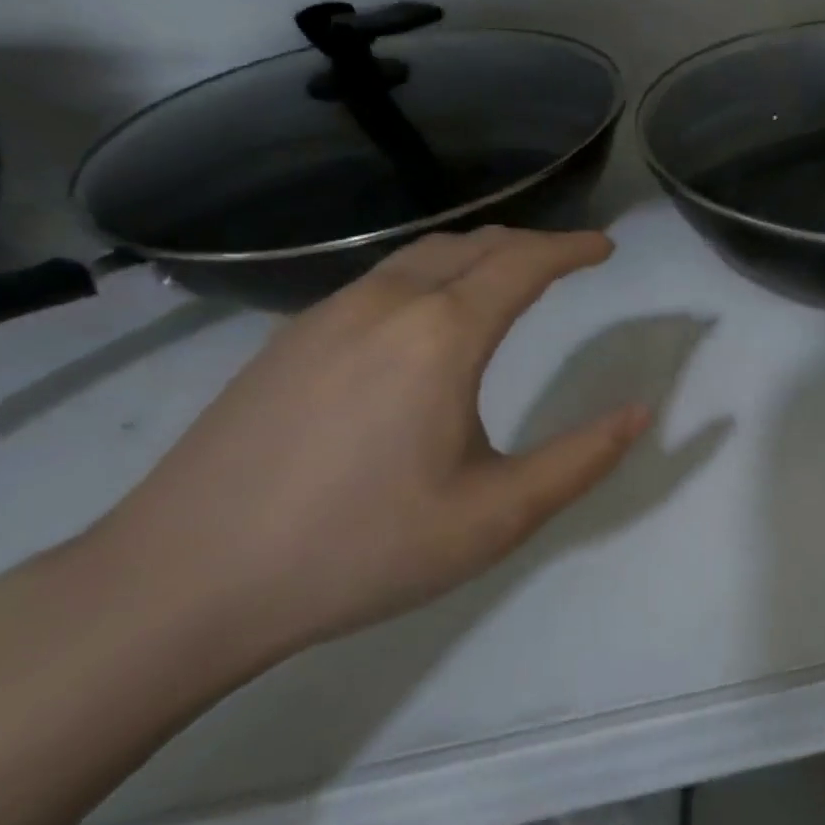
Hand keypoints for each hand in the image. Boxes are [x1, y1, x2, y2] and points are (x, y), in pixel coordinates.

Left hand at [91, 228, 649, 663]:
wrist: (181, 581)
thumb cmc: (359, 549)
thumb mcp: (494, 518)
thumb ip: (581, 460)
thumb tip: (642, 413)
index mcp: (442, 335)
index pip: (525, 261)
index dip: (573, 248)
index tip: (605, 248)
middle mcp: (387, 302)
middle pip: (475, 244)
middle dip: (532, 243)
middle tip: (568, 261)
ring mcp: (328, 314)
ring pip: (423, 255)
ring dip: (479, 255)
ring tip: (508, 278)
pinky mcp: (289, 338)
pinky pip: (382, 280)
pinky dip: (432, 275)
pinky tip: (428, 318)